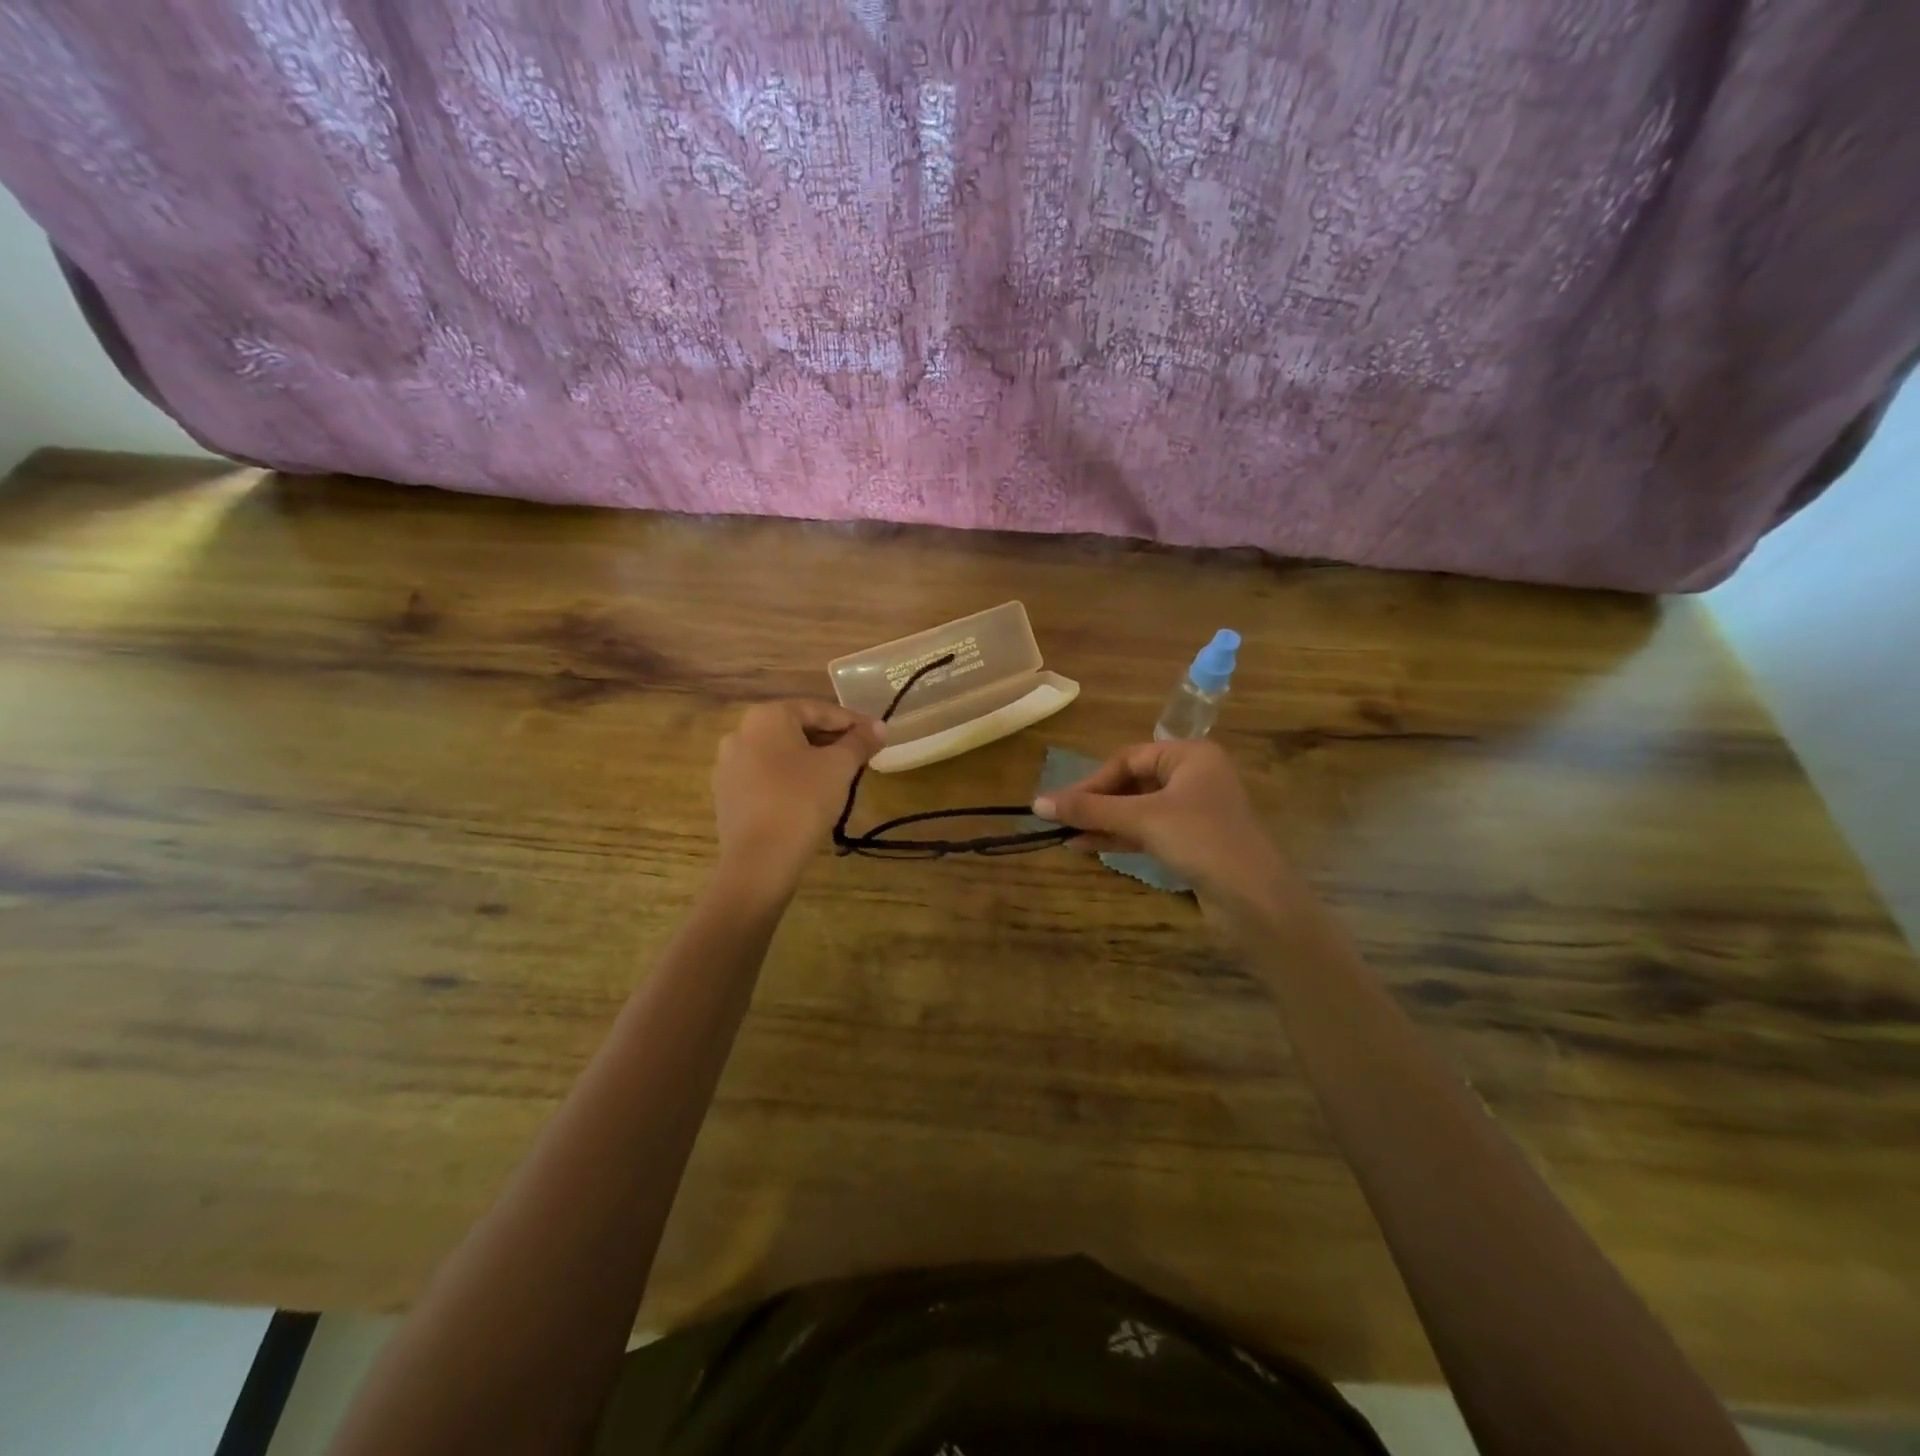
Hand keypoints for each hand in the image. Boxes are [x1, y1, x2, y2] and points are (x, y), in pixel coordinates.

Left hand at [713, 701, 883, 891]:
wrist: (759, 860)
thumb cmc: (802, 801)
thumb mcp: (839, 767)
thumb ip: (860, 742)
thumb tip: (879, 727)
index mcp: (766, 717)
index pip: (818, 709)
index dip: (852, 721)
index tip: (877, 735)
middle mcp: (741, 732)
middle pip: (797, 729)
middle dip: (831, 740)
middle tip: (861, 755)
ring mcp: (729, 765)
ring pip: (781, 753)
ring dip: (811, 759)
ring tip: (839, 775)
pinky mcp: (727, 794)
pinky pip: (766, 776)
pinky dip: (791, 778)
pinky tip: (810, 795)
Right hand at [1031, 739, 1288, 903]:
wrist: (1255, 898)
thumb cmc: (1200, 840)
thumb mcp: (1141, 819)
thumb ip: (1090, 810)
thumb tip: (1037, 803)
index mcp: (1190, 755)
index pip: (1128, 758)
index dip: (1092, 781)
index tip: (1062, 805)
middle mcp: (1195, 776)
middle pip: (1132, 783)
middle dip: (1097, 803)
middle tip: (1061, 821)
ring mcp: (1195, 810)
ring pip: (1138, 809)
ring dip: (1104, 822)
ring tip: (1067, 837)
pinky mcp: (1194, 841)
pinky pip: (1149, 830)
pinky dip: (1121, 837)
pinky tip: (1090, 847)